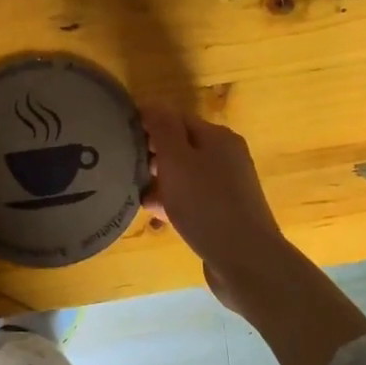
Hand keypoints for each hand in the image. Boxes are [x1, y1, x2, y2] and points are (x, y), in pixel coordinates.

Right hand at [141, 106, 291, 311]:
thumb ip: (163, 128)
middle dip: (152, 158)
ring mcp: (228, 187)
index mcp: (217, 137)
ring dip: (160, 185)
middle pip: (180, 147)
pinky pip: (192, 201)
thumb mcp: (177, 160)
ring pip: (184, 177)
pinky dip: (174, 205)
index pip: (176, 119)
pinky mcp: (225, 214)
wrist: (245, 260)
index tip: (120, 141)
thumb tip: (152, 104)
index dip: (147, 126)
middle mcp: (226, 157)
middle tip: (125, 173)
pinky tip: (157, 220)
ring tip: (136, 199)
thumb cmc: (206, 204)